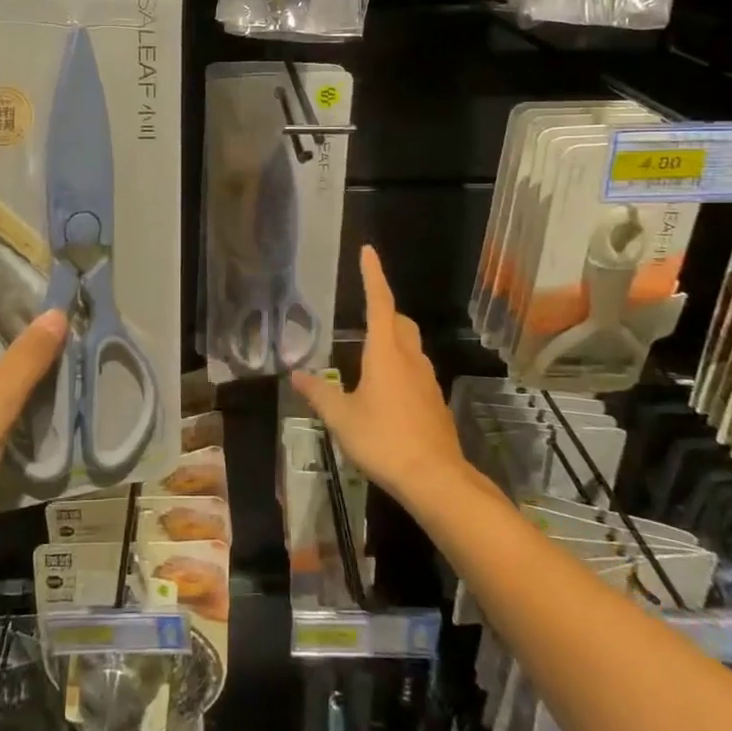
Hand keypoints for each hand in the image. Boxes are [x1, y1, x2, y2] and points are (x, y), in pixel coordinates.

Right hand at [290, 245, 464, 510]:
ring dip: (393, 339)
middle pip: (400, 322)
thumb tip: (296, 375)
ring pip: (411, 346)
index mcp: (385, 352)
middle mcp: (410, 358)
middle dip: (384, 310)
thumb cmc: (383, 440)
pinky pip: (416, 371)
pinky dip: (401, 367)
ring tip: (370, 354)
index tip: (368, 251)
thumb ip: (319, 393)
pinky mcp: (434, 403)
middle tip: (365, 311)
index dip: (373, 275)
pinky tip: (387, 391)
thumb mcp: (341, 417)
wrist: (436, 479)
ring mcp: (427, 380)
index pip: (379, 302)